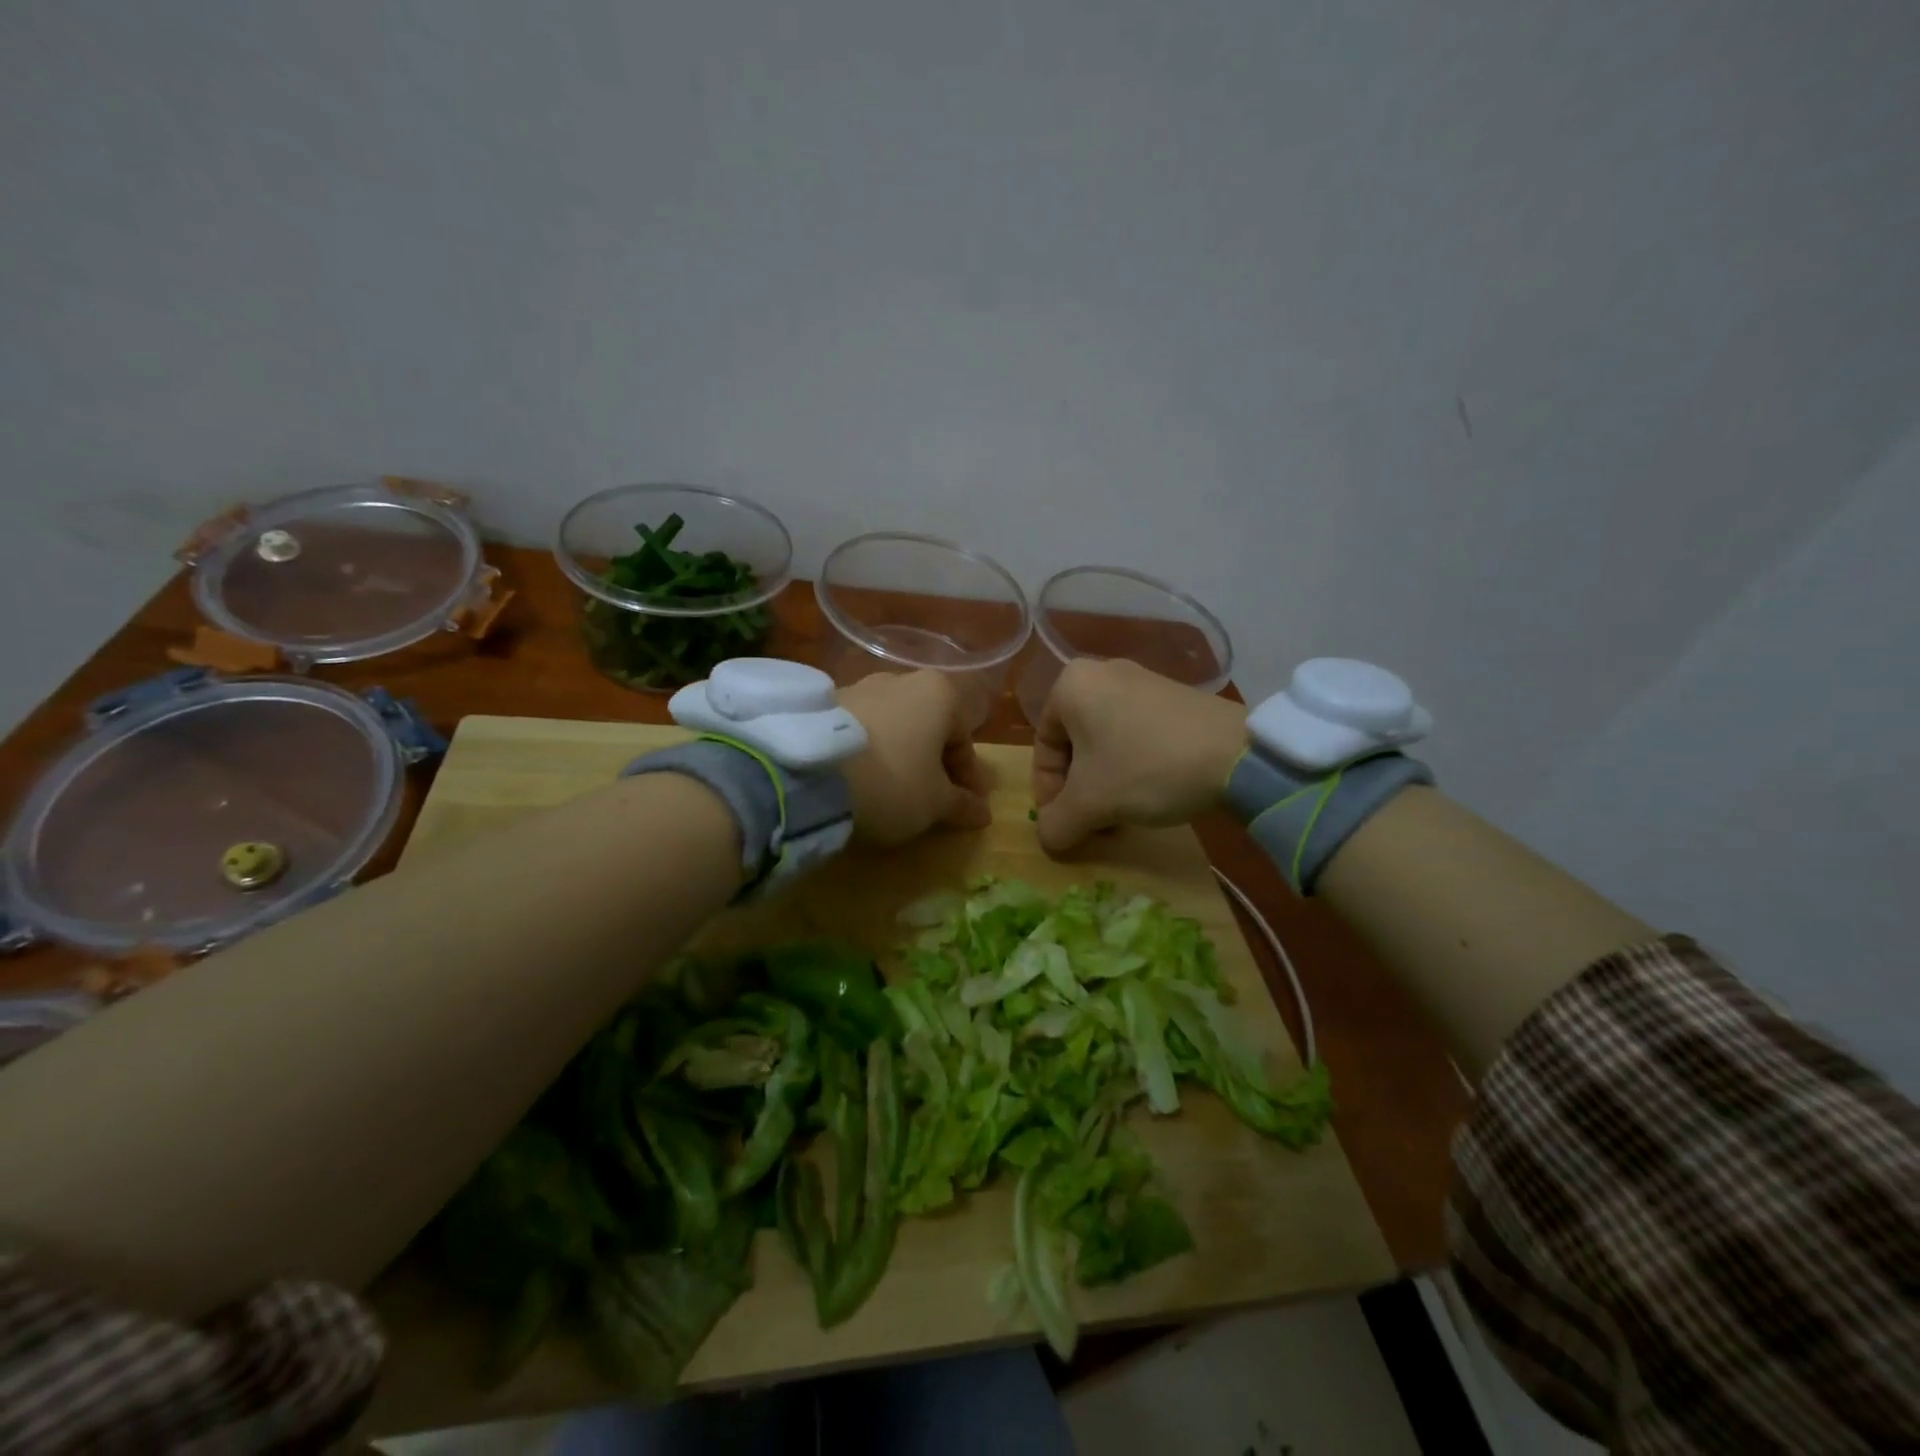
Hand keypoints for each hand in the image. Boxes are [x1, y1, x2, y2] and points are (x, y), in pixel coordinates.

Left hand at [839, 670, 993, 846]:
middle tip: (934, 798)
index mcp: (939, 693)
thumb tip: (983, 812)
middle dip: (934, 762)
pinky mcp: (824, 703)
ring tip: (894, 790)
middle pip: (929, 727)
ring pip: (894, 726)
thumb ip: (962, 804)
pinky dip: (869, 751)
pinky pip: (861, 729)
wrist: (810, 772)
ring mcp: (859, 686)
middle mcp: (901, 680)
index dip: (969, 778)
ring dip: (901, 755)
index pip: (965, 739)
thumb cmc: (893, 781)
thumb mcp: (935, 803)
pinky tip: (862, 778)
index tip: (968, 807)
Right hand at [1032, 659, 1246, 854]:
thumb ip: (1056, 824)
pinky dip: (1132, 767)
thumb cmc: (1146, 767)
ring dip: (1105, 785)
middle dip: (1079, 792)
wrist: (1236, 753)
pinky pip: (1134, 734)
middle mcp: (1100, 672)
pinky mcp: (1172, 696)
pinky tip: (1150, 793)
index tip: (1064, 824)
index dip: (1047, 794)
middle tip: (1093, 824)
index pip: (1041, 749)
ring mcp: (1140, 680)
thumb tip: (1048, 839)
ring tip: (1121, 815)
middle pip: (1073, 746)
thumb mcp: (1091, 804)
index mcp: (1070, 686)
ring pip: (1104, 743)